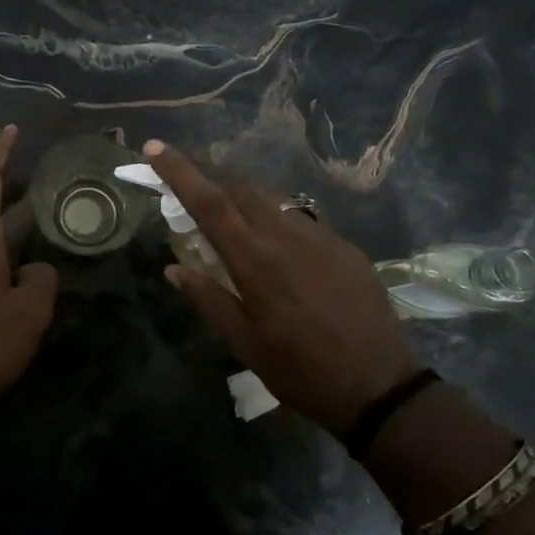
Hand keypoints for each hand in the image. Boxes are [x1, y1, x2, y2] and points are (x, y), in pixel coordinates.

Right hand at [144, 140, 413, 437]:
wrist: (379, 387)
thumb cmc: (300, 371)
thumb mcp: (244, 343)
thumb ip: (207, 298)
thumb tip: (174, 268)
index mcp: (253, 260)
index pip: (207, 202)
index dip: (178, 171)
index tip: (155, 147)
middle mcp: (285, 236)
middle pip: (240, 190)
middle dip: (211, 179)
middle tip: (191, 189)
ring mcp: (320, 237)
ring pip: (272, 203)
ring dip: (245, 203)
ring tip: (234, 225)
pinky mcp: (345, 247)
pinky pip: (302, 223)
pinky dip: (278, 226)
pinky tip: (282, 254)